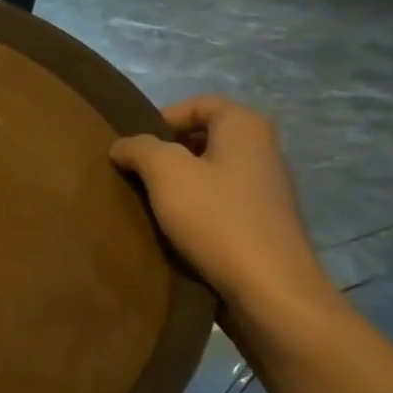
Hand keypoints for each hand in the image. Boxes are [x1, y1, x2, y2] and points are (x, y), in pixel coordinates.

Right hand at [109, 96, 339, 326]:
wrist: (269, 289)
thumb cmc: (217, 219)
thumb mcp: (166, 173)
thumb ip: (140, 148)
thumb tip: (123, 145)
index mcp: (245, 128)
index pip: (199, 103)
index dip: (163, 117)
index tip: (135, 146)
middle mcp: (262, 151)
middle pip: (204, 138)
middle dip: (166, 152)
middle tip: (135, 173)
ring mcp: (265, 189)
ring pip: (210, 172)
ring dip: (178, 184)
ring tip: (148, 203)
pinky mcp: (261, 223)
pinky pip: (219, 203)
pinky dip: (194, 209)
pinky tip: (174, 229)